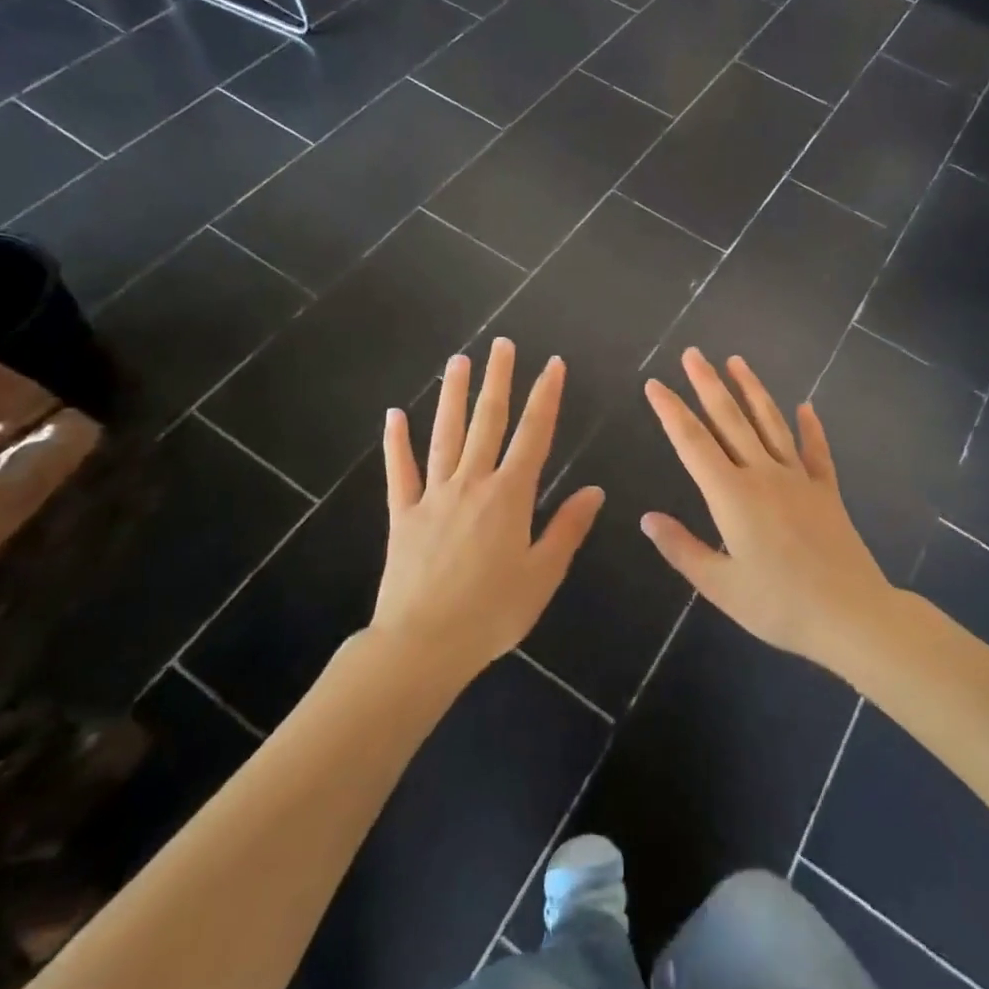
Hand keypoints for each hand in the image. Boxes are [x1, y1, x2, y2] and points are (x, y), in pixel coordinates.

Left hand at [374, 338, 604, 679]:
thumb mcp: (542, 575)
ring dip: (452, 396)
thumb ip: (567, 528)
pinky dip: (397, 443)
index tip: (552, 364)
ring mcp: (433, 496)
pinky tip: (395, 415)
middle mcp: (472, 484)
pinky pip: (400, 471)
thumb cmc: (492, 613)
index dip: (545, 397)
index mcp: (509, 497)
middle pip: (488, 422)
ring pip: (445, 435)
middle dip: (498, 380)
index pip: (534, 435)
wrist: (422, 644)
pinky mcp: (403, 514)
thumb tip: (594, 490)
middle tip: (501, 344)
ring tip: (457, 361)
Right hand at [641, 349, 893, 667]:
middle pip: (730, 420)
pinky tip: (806, 406)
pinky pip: (816, 451)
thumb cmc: (778, 604)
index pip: (692, 443)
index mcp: (731, 495)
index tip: (654, 384)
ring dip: (752, 390)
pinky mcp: (826, 491)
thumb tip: (646, 518)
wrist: (851, 615)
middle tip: (693, 353)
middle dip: (707, 384)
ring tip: (736, 361)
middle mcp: (762, 475)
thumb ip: (681, 548)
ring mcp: (798, 479)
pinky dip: (811, 427)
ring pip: (771, 423)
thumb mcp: (719, 585)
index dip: (670, 411)